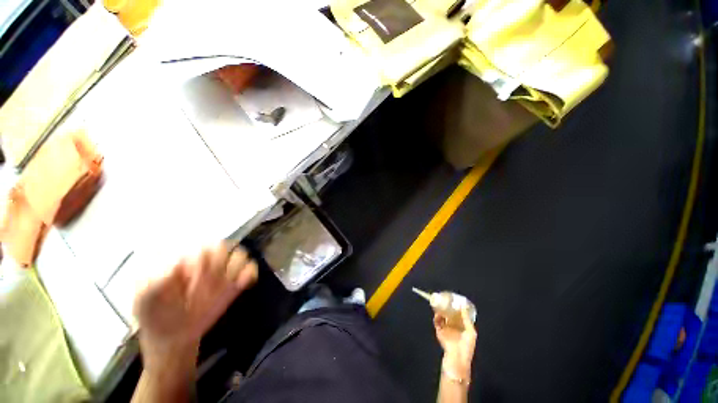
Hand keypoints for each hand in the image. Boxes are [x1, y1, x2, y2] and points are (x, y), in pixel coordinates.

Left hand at [133, 242, 257, 367]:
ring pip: (239, 255)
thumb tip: (178, 263)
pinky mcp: (235, 283)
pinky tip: (241, 285)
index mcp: (185, 259)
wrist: (172, 338)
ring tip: (224, 286)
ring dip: (235, 269)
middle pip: (223, 247)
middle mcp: (206, 262)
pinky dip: (250, 274)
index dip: (200, 259)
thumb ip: (156, 281)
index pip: (200, 246)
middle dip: (218, 263)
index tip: (190, 278)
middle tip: (207, 283)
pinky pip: (250, 270)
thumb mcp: (146, 300)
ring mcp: (222, 272)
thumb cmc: (155, 315)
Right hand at [434, 308, 476, 379]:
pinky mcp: (439, 332)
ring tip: (440, 305)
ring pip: (442, 318)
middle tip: (445, 301)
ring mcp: (446, 330)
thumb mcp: (471, 332)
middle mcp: (454, 328)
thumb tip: (463, 306)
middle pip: (449, 316)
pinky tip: (437, 313)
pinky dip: (436, 318)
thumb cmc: (466, 346)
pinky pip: (436, 323)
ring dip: (441, 312)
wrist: (456, 358)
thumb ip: (467, 319)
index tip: (455, 301)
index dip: (457, 309)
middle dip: (447, 309)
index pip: (459, 316)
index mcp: (462, 329)